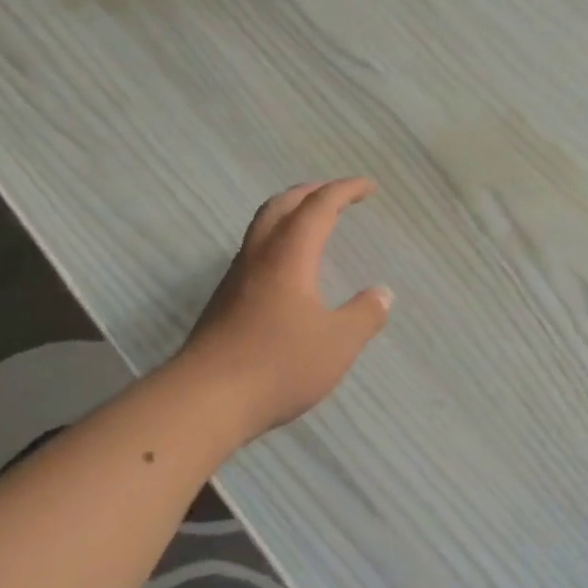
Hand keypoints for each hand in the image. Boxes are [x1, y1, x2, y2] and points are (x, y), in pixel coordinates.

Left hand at [180, 179, 392, 439]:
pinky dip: (276, 241)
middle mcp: (258, 257)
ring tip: (312, 223)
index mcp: (288, 256)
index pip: (318, 207)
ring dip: (289, 214)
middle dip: (311, 192)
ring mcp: (235, 278)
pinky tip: (287, 269)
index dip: (344, 190)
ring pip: (261, 227)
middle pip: (281, 205)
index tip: (368, 187)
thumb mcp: (337, 344)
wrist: (205, 399)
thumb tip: (383, 293)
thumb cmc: (278, 365)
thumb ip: (364, 315)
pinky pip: (253, 252)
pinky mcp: (223, 301)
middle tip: (336, 194)